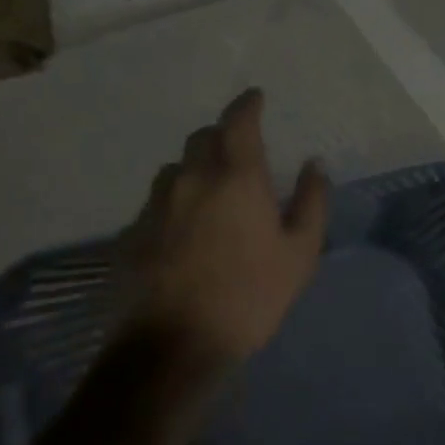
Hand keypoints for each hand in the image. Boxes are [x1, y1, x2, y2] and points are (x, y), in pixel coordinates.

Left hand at [111, 89, 329, 372]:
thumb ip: (311, 201)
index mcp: (236, 177)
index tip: (256, 97)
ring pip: (175, 170)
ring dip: (195, 169)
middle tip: (240, 151)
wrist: (173, 348)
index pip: (238, 121)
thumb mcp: (300, 252)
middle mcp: (190, 179)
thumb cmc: (250, 295)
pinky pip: (156, 204)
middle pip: (202, 138)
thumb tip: (314, 164)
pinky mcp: (130, 235)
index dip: (247, 104)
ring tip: (212, 192)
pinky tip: (184, 232)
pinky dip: (175, 204)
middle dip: (222, 135)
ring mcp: (154, 206)